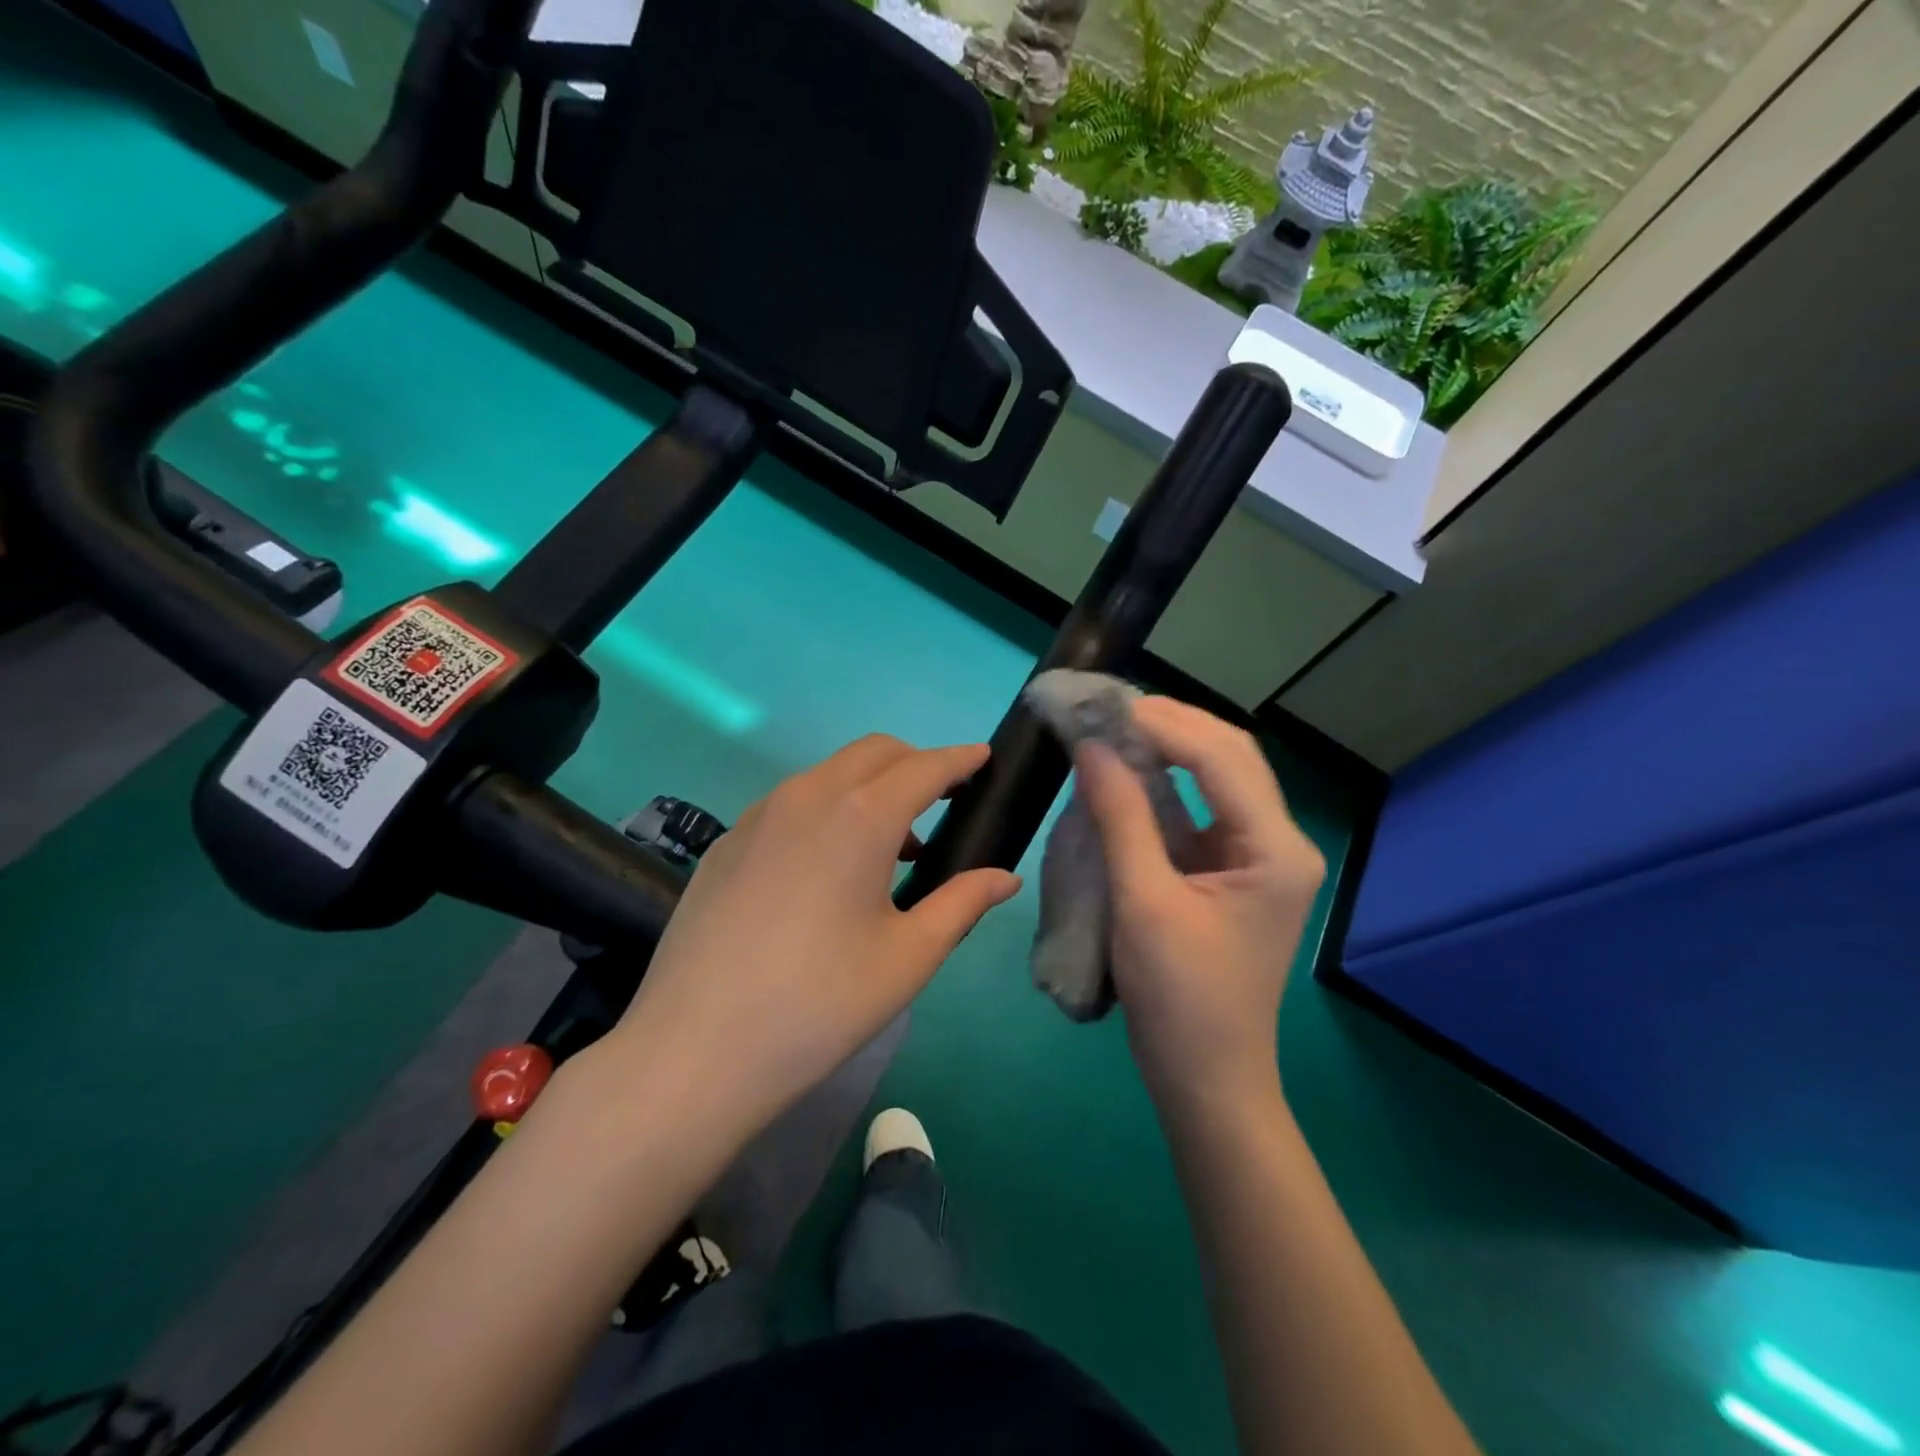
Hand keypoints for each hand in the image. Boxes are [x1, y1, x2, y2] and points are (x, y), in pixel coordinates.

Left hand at [604, 735, 1021, 1146]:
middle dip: (915, 763)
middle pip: (874, 752)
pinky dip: (826, 810)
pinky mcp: (726, 843)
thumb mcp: (908, 957)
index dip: (960, 759)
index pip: (924, 767)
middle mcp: (808, 796)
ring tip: (891, 844)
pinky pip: (789, 804)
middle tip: (943, 800)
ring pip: (828, 774)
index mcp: (861, 816)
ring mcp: (758, 815)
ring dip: (869, 787)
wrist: (694, 1051)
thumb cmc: (820, 1005)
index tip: (982, 757)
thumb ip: (962, 904)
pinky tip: (826, 868)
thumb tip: (1005, 878)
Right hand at [1075, 698, 1324, 1108]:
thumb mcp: (1144, 903)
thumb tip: (1092, 747)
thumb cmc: (1181, 999)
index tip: (1107, 707)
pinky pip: (1203, 810)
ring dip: (1171, 749)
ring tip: (1117, 728)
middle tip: (1111, 710)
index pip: (1223, 758)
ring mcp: (1259, 858)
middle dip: (1173, 725)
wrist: (1208, 1080)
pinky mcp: (1233, 873)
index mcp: (1275, 849)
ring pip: (1220, 778)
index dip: (1165, 724)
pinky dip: (1167, 784)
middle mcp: (1280, 843)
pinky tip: (1131, 774)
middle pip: (1231, 757)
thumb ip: (1122, 818)